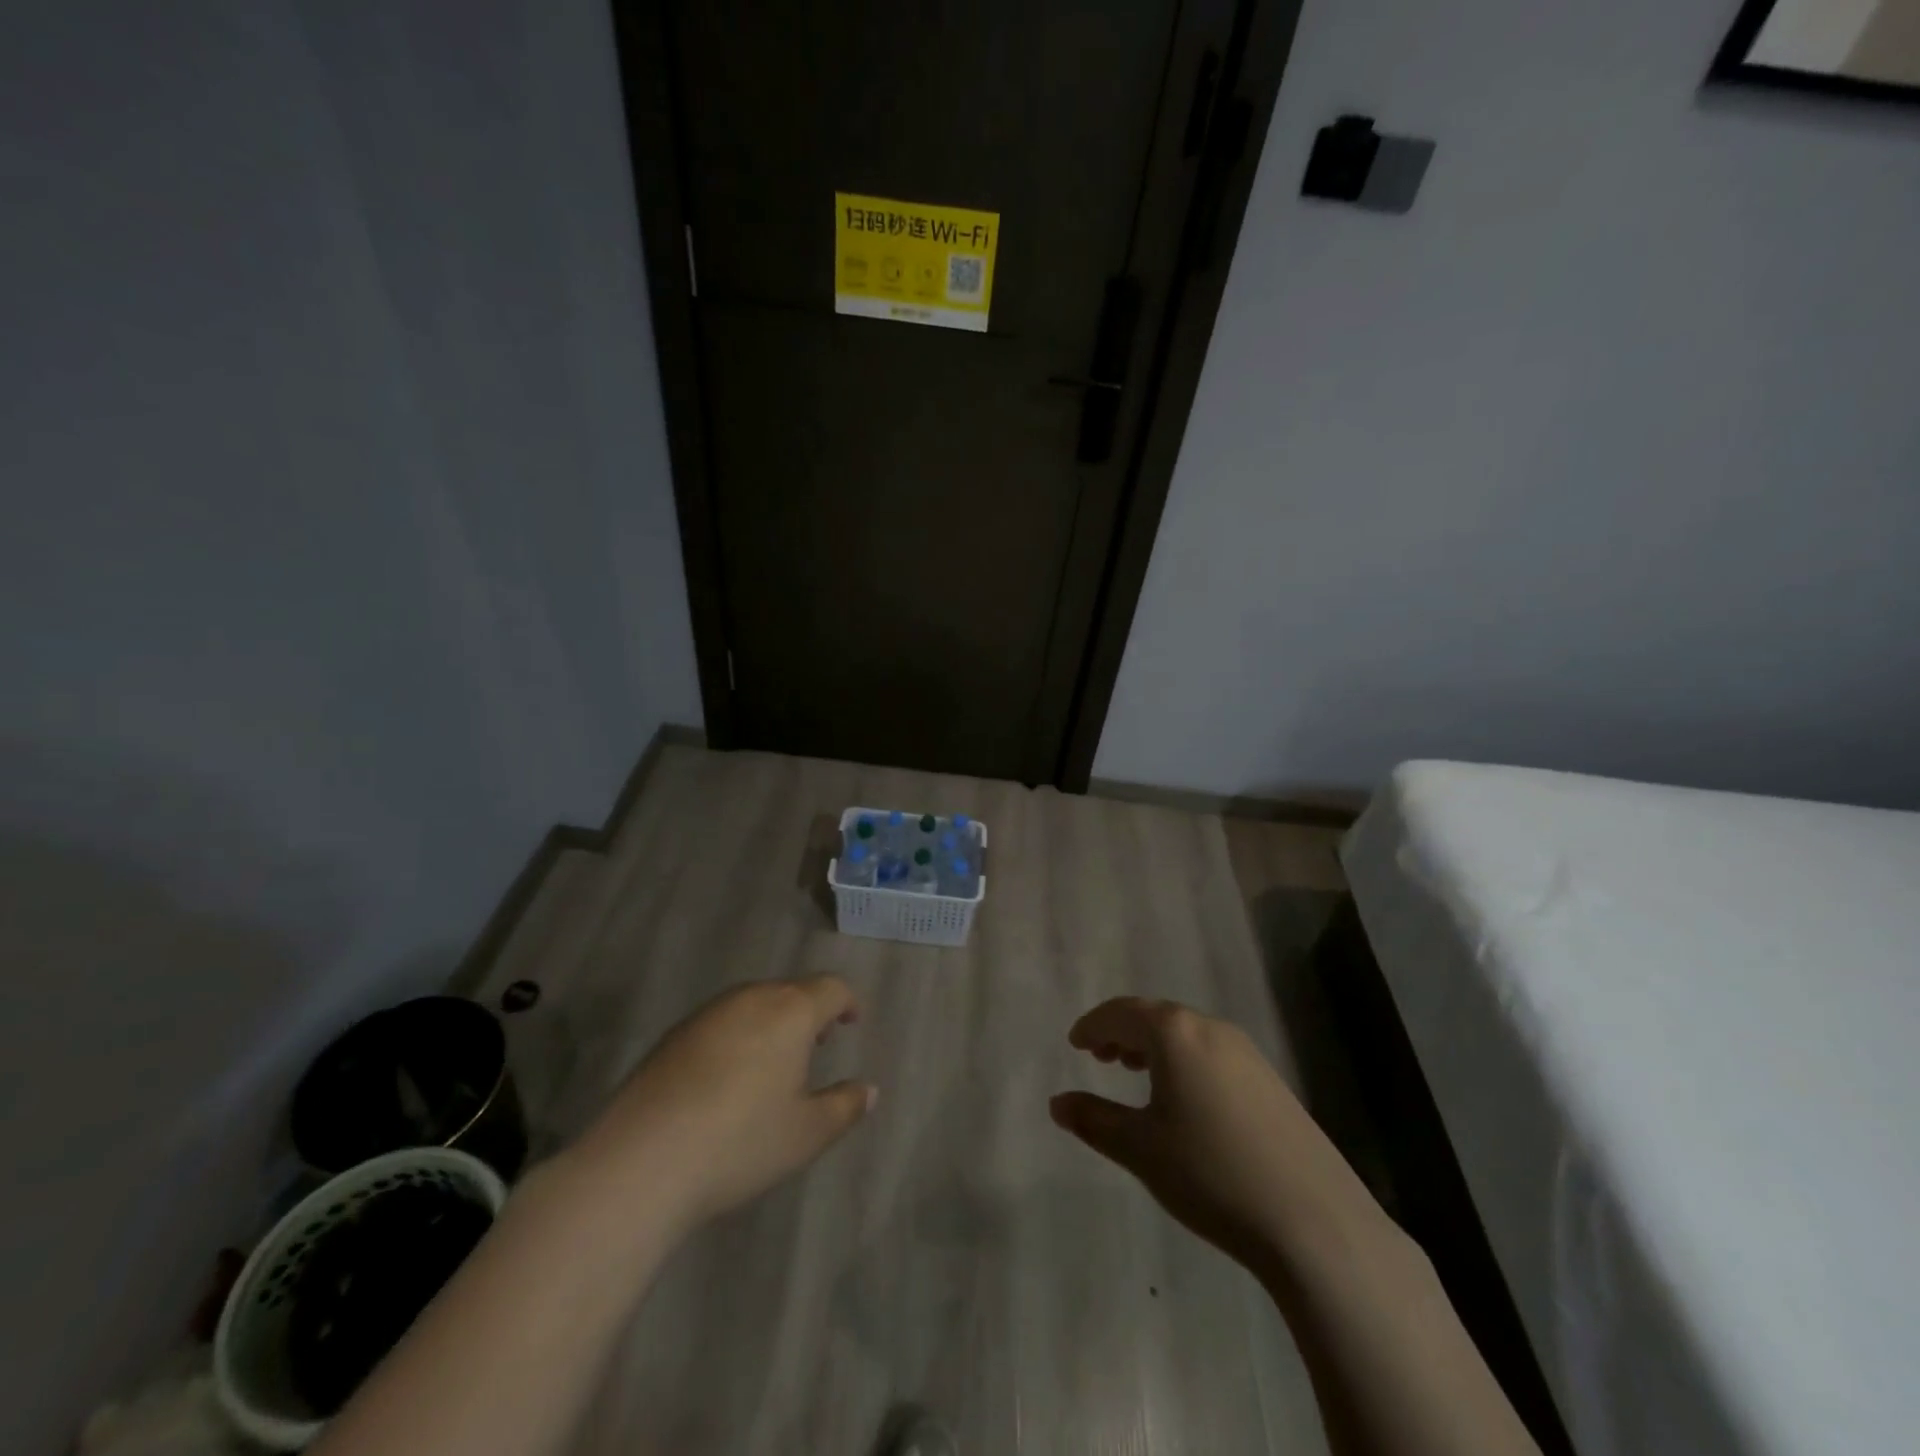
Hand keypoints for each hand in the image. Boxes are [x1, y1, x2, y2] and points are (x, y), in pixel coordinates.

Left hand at [569, 976, 874, 1236]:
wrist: (641, 1161)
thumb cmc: (740, 1143)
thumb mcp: (806, 1134)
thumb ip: (844, 1107)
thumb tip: (869, 1090)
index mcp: (790, 1011)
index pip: (830, 988)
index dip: (847, 1002)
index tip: (851, 1023)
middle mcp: (750, 999)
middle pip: (790, 991)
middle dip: (809, 1012)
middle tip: (818, 1044)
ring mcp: (707, 1014)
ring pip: (753, 1003)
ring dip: (772, 1022)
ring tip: (775, 1062)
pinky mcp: (673, 1036)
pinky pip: (721, 1022)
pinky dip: (738, 1036)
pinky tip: (728, 1078)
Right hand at [1050, 998, 1384, 1280]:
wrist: (1314, 1222)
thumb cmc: (1211, 1174)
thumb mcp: (1140, 1148)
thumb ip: (1094, 1120)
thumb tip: (1058, 1103)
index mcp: (1175, 1033)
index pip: (1122, 1012)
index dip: (1093, 1024)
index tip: (1075, 1043)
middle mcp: (1211, 1029)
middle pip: (1155, 1016)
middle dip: (1122, 1032)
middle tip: (1099, 1056)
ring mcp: (1247, 1053)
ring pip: (1186, 1034)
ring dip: (1154, 1045)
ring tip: (1134, 1071)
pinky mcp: (1270, 1081)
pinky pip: (1211, 1053)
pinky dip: (1184, 1060)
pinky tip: (1183, 1097)